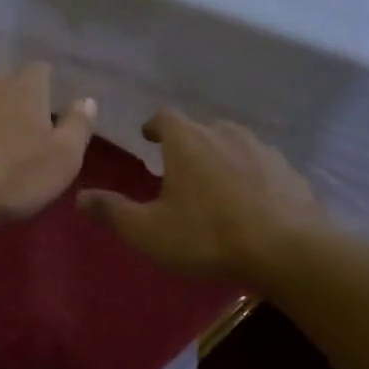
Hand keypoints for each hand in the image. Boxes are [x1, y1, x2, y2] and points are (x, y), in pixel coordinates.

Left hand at [0, 63, 96, 221]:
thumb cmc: (11, 177)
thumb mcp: (62, 160)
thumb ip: (78, 127)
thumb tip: (87, 100)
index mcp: (25, 89)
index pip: (40, 72)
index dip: (43, 90)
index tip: (42, 112)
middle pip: (0, 83)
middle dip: (3, 103)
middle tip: (4, 136)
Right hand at [77, 111, 320, 285]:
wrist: (288, 250)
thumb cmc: (208, 235)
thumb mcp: (149, 231)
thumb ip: (113, 212)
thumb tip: (80, 197)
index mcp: (187, 141)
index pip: (164, 118)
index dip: (153, 127)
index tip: (148, 139)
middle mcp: (224, 133)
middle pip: (200, 129)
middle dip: (187, 145)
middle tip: (177, 170)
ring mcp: (262, 149)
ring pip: (233, 144)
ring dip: (220, 158)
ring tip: (214, 184)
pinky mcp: (289, 171)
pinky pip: (261, 165)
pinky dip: (250, 176)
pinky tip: (250, 201)